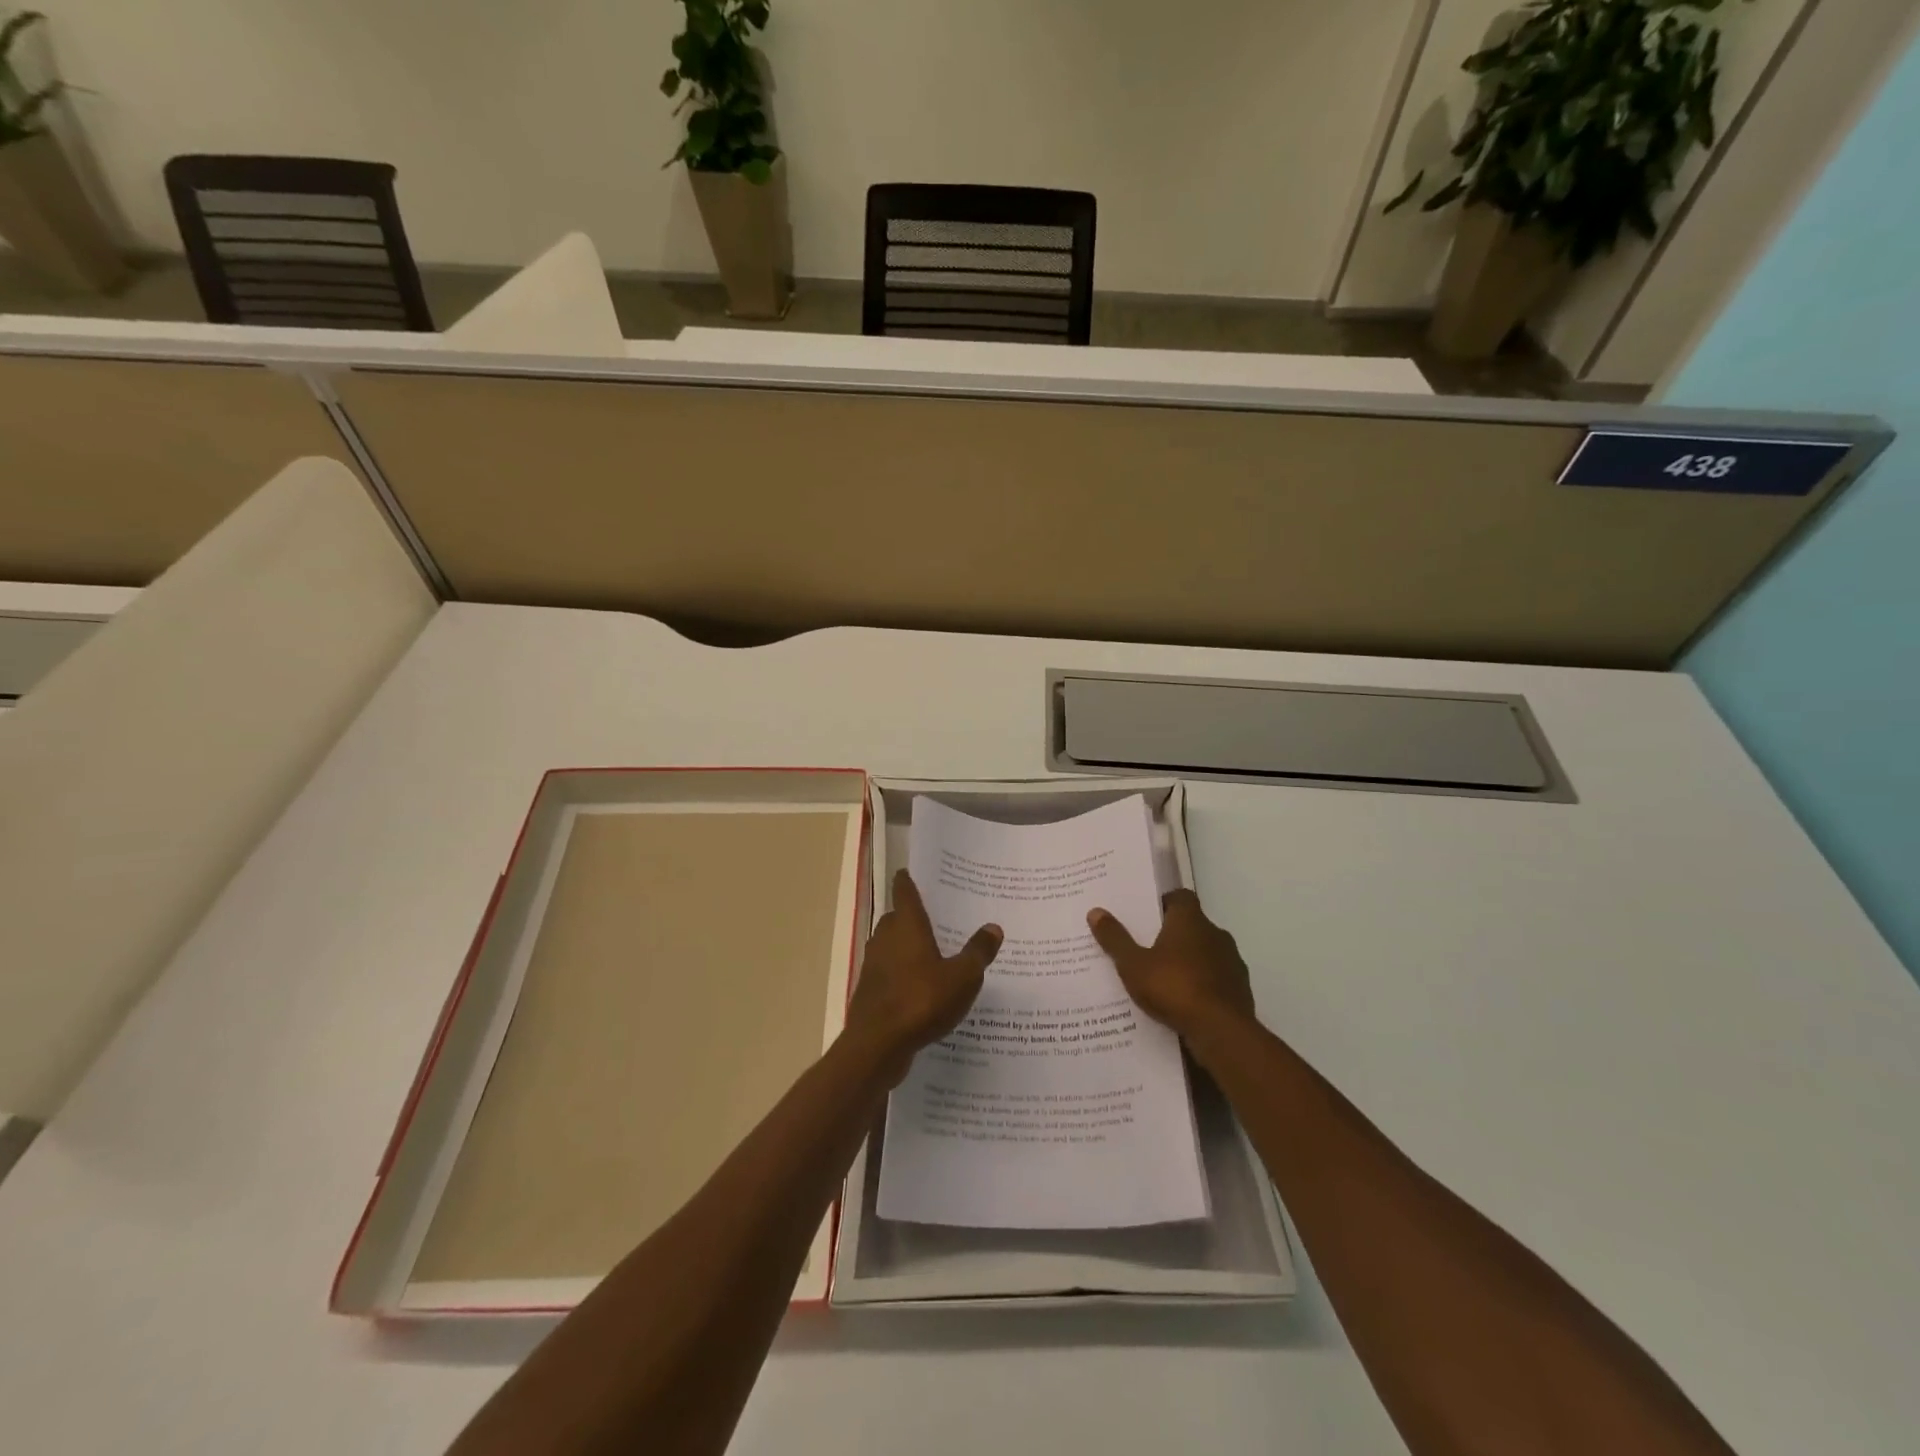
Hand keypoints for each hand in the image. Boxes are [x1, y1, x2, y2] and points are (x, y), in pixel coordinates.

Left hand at [847, 870, 1001, 1082]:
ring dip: (907, 947)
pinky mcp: (870, 992)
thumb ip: (977, 952)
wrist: (877, 1046)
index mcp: (906, 925)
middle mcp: (885, 938)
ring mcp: (874, 966)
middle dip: (912, 916)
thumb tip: (993, 927)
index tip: (911, 872)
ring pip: (891, 946)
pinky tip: (922, 988)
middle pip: (897, 918)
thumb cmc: (921, 1001)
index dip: (908, 880)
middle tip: (938, 917)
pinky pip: (889, 973)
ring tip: (934, 953)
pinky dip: (902, 974)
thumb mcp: (962, 977)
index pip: (904, 891)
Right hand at [1088, 889, 1256, 1046]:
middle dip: (1172, 935)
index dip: (1164, 903)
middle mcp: (1215, 934)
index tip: (1146, 915)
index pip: (1180, 897)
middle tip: (1146, 948)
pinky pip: (1215, 979)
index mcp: (1190, 920)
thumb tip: (1095, 911)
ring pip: (1206, 953)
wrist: (1221, 1031)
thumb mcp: (1133, 965)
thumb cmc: (1173, 987)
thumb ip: (1115, 939)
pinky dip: (1202, 984)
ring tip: (1163, 979)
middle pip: (1192, 925)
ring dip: (1189, 961)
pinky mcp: (1240, 989)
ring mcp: (1232, 962)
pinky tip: (1184, 1002)